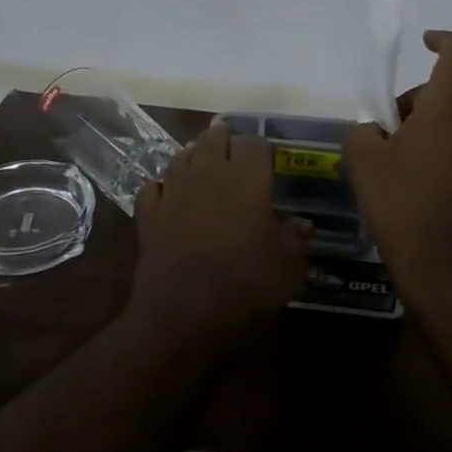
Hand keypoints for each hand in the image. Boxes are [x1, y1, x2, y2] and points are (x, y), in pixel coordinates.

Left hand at [131, 123, 309, 345]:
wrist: (184, 312)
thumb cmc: (245, 284)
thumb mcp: (287, 266)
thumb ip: (295, 239)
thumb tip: (303, 223)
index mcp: (246, 178)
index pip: (254, 143)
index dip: (260, 147)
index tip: (266, 157)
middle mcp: (207, 173)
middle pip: (213, 139)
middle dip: (223, 139)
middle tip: (231, 147)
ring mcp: (173, 191)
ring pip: (180, 157)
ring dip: (191, 156)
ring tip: (200, 162)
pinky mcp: (148, 214)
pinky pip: (152, 188)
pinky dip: (160, 187)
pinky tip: (166, 194)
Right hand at [344, 31, 451, 314]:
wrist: (451, 274)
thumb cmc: (404, 206)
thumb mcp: (363, 162)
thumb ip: (362, 131)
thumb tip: (373, 131)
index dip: (443, 40)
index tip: (424, 42)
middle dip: (420, 101)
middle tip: (389, 130)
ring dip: (433, 130)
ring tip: (400, 164)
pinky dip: (447, 155)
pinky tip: (422, 189)